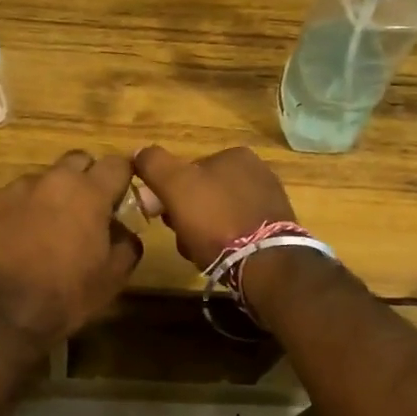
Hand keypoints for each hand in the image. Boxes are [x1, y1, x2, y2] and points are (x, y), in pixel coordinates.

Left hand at [0, 151, 143, 346]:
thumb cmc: (64, 296)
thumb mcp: (113, 278)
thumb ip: (126, 242)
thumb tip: (122, 229)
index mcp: (89, 193)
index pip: (116, 164)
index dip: (121, 179)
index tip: (118, 199)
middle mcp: (51, 180)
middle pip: (76, 162)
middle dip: (84, 180)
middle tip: (82, 213)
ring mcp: (13, 190)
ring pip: (39, 182)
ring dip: (46, 199)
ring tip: (40, 234)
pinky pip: (7, 201)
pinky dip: (14, 215)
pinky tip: (9, 245)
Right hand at [131, 145, 296, 270]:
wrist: (265, 264)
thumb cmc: (216, 220)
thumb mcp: (175, 186)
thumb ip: (154, 164)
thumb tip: (139, 152)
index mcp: (235, 154)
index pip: (188, 170)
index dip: (169, 194)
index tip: (163, 216)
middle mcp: (257, 171)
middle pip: (203, 193)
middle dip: (187, 215)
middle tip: (181, 238)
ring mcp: (270, 200)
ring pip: (218, 214)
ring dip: (203, 232)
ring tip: (200, 253)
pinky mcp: (277, 229)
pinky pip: (238, 231)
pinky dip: (225, 243)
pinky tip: (220, 258)